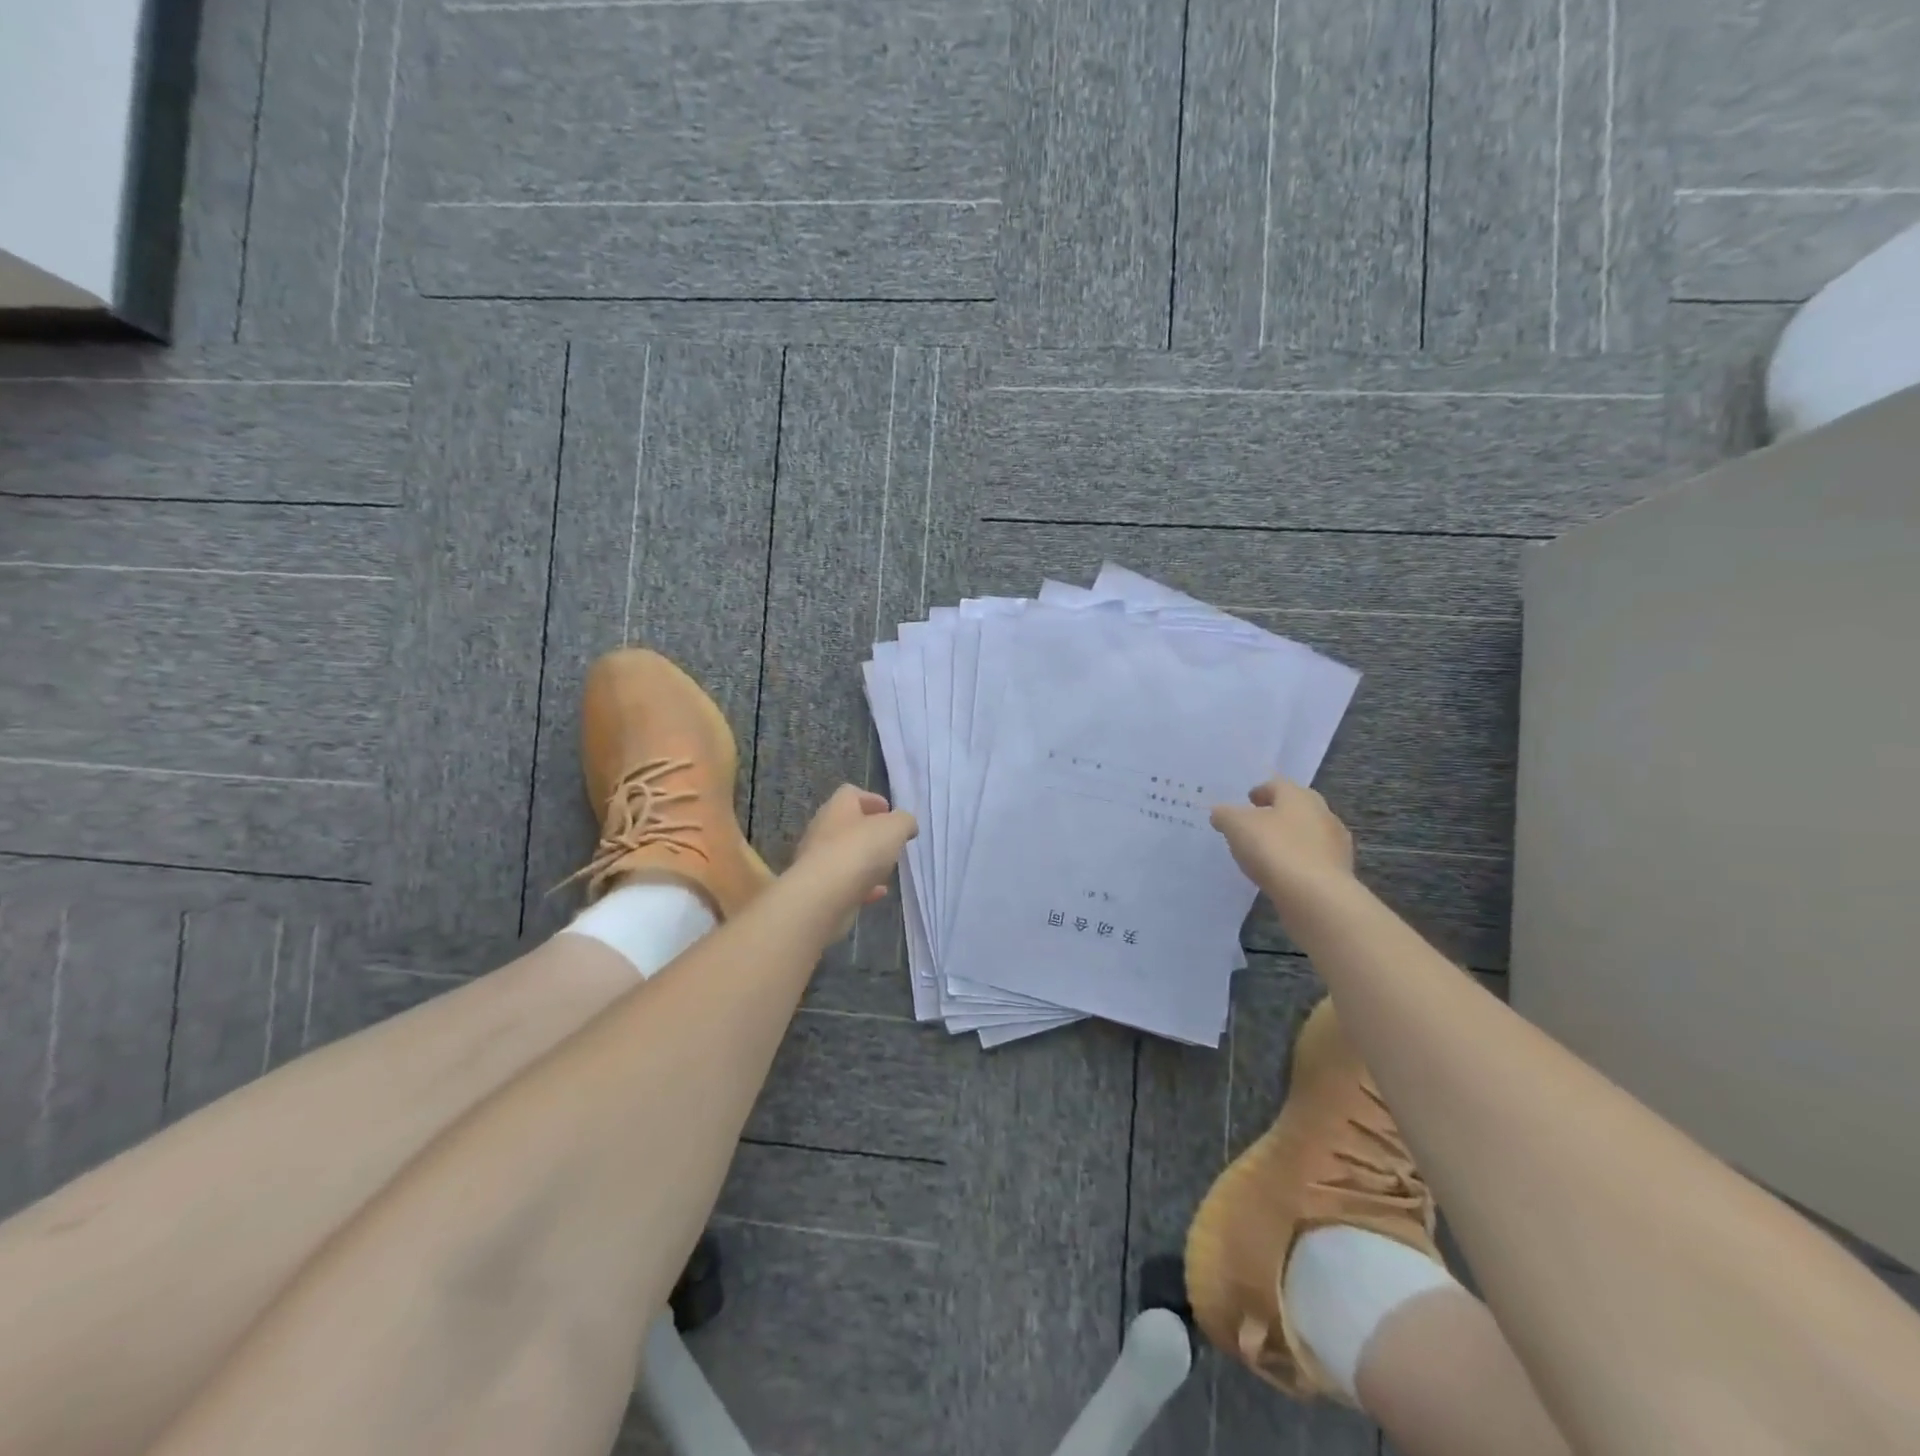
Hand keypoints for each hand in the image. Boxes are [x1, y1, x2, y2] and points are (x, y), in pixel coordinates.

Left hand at [789, 785, 917, 935]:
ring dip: (865, 860)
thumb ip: (904, 822)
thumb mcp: (895, 828)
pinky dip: (861, 886)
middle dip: (869, 832)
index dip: (872, 800)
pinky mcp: (817, 888)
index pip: (851, 794)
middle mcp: (822, 830)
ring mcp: (817, 861)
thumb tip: (907, 824)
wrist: (823, 896)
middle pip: (847, 825)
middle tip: (890, 841)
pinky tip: (878, 893)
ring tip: (886, 868)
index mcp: (837, 808)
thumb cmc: (860, 850)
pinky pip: (843, 882)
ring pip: (844, 855)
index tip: (889, 812)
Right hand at [1210, 777, 1355, 911]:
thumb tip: (1220, 813)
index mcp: (1299, 796)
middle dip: (1276, 814)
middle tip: (1255, 826)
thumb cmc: (1274, 849)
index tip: (1247, 801)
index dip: (1260, 791)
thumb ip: (1224, 815)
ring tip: (1265, 854)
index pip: (1278, 785)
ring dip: (1288, 839)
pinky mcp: (1339, 872)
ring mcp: (1335, 844)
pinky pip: (1312, 860)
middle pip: (1295, 808)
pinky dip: (1297, 862)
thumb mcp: (1236, 826)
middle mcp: (1323, 813)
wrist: (1315, 896)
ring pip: (1306, 834)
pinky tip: (1281, 874)